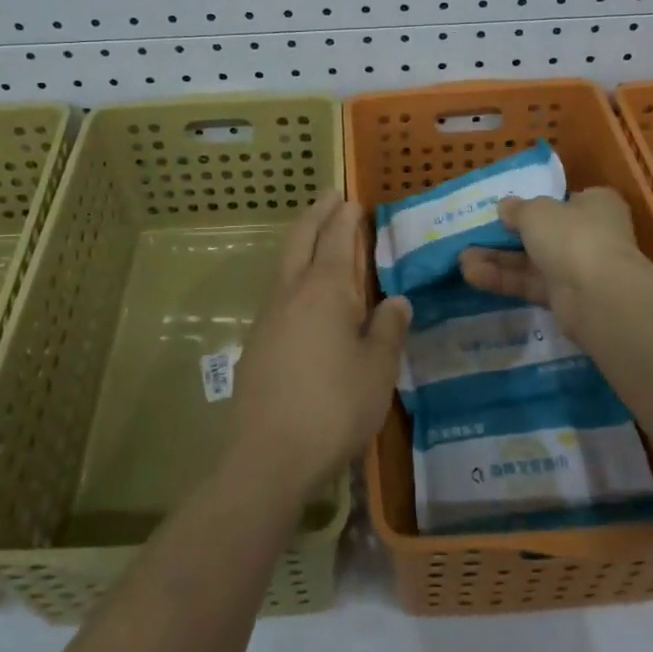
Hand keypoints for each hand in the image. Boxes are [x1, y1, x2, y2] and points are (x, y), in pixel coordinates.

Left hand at [230, 196, 410, 503]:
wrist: (267, 455)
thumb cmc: (333, 407)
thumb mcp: (377, 370)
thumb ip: (387, 329)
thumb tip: (396, 300)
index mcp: (325, 289)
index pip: (336, 239)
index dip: (346, 217)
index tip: (353, 199)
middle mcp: (292, 291)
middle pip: (301, 238)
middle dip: (316, 213)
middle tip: (330, 195)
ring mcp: (268, 315)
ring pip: (284, 262)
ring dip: (301, 240)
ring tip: (316, 234)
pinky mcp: (256, 341)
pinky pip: (278, 289)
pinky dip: (292, 272)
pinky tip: (303, 292)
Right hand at [459, 187, 641, 336]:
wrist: (599, 296)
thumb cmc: (572, 235)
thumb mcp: (536, 211)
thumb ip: (518, 208)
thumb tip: (505, 207)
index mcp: (595, 205)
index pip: (568, 199)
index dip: (541, 202)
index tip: (512, 207)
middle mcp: (591, 235)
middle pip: (544, 232)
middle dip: (508, 235)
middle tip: (476, 235)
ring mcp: (579, 268)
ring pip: (532, 261)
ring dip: (498, 259)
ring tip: (462, 259)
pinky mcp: (566, 298)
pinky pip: (530, 284)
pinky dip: (504, 279)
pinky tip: (473, 275)